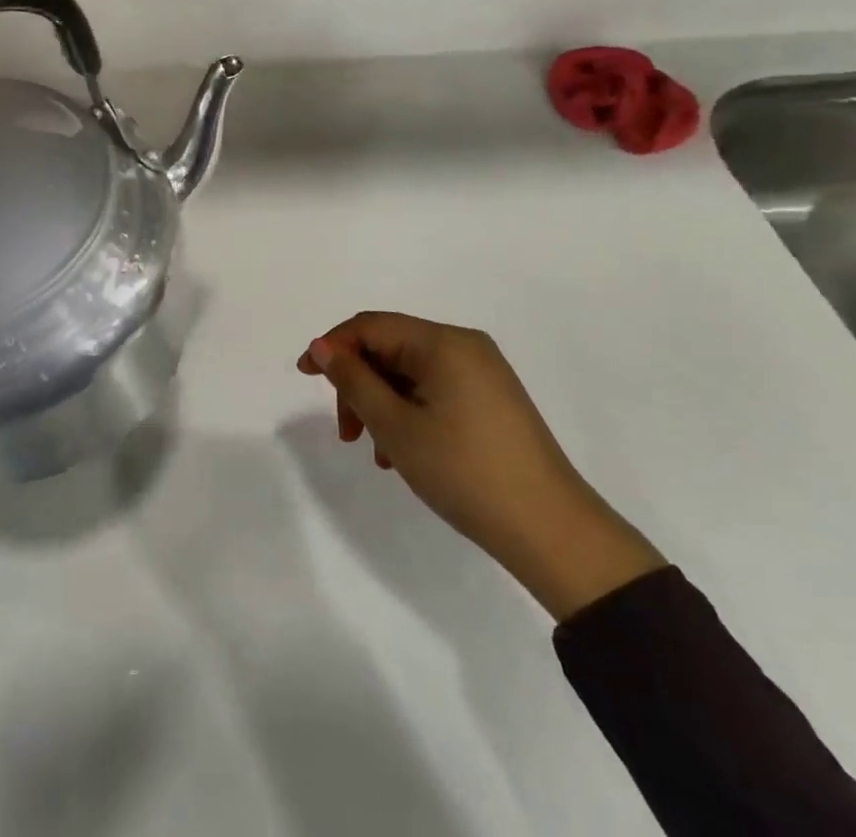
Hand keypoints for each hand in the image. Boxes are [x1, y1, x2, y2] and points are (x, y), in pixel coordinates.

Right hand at [299, 311, 664, 619]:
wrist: (551, 530)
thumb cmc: (464, 471)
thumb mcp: (396, 427)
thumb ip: (354, 381)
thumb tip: (323, 347)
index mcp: (443, 342)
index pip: (372, 325)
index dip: (333, 346)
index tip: (304, 377)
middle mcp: (465, 345)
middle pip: (391, 348)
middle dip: (360, 383)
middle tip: (346, 432)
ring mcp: (483, 372)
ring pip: (411, 373)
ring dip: (383, 403)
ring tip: (378, 453)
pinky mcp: (493, 399)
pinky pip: (436, 390)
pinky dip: (410, 412)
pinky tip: (405, 454)